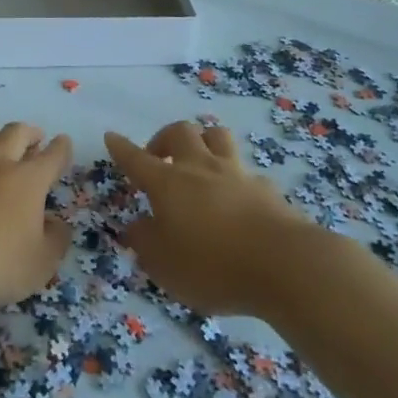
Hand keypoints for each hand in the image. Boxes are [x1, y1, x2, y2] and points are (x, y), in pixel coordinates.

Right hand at [107, 121, 310, 316]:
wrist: (285, 265)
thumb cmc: (213, 266)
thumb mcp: (165, 265)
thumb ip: (146, 243)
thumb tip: (137, 225)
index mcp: (168, 183)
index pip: (137, 159)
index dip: (122, 148)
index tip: (111, 137)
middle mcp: (200, 169)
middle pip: (180, 132)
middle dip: (164, 138)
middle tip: (159, 157)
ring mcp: (237, 174)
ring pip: (217, 137)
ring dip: (203, 141)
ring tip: (198, 160)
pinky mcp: (267, 189)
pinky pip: (246, 171)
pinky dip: (236, 178)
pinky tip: (237, 196)